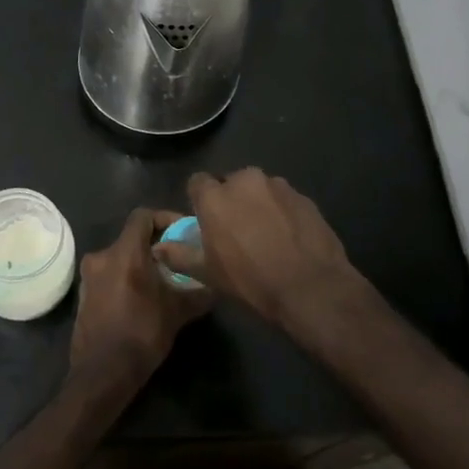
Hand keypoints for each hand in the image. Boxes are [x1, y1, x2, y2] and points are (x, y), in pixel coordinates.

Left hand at [69, 208, 213, 393]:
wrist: (102, 372)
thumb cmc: (142, 334)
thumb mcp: (178, 312)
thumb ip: (198, 293)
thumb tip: (216, 285)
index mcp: (124, 253)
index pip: (143, 216)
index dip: (165, 218)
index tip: (182, 233)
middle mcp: (102, 256)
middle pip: (132, 238)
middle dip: (156, 246)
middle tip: (178, 261)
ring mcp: (88, 276)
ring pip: (120, 257)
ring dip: (140, 263)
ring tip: (163, 281)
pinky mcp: (84, 294)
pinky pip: (109, 275)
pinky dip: (126, 278)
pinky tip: (142, 298)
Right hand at [154, 169, 362, 331]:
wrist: (310, 287)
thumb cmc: (251, 280)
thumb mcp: (208, 273)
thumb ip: (179, 255)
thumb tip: (157, 247)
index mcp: (216, 196)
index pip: (197, 182)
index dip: (199, 200)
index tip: (205, 220)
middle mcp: (246, 181)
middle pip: (231, 183)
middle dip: (231, 201)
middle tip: (236, 230)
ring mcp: (279, 186)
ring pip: (260, 190)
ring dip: (258, 204)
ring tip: (266, 234)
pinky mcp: (304, 197)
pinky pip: (284, 200)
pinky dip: (282, 212)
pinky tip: (288, 237)